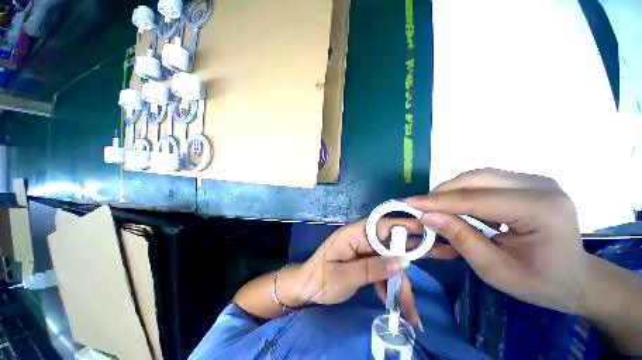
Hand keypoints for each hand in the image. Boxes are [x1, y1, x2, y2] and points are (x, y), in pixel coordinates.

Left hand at [295, 218, 458, 327]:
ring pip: (390, 263)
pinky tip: (398, 308)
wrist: (305, 289)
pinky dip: (391, 289)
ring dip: (402, 286)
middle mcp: (362, 238)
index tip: (432, 230)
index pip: (385, 225)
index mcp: (355, 233)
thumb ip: (372, 268)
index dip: (408, 226)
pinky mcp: (365, 263)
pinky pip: (383, 273)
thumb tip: (403, 262)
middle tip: (447, 254)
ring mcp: (364, 251)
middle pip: (393, 243)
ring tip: (414, 313)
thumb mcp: (345, 276)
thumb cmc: (320, 280)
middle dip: (417, 253)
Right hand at [407, 168, 587, 313]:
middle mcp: (541, 185)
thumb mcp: (496, 270)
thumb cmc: (539, 282)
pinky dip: (466, 192)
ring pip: (479, 176)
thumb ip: (461, 239)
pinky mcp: (529, 182)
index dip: (439, 201)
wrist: (575, 278)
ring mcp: (536, 180)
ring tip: (436, 207)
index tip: (410, 203)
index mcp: (541, 210)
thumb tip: (427, 216)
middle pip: (477, 178)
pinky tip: (460, 206)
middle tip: (421, 206)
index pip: (477, 199)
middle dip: (443, 192)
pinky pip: (486, 180)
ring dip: (452, 190)